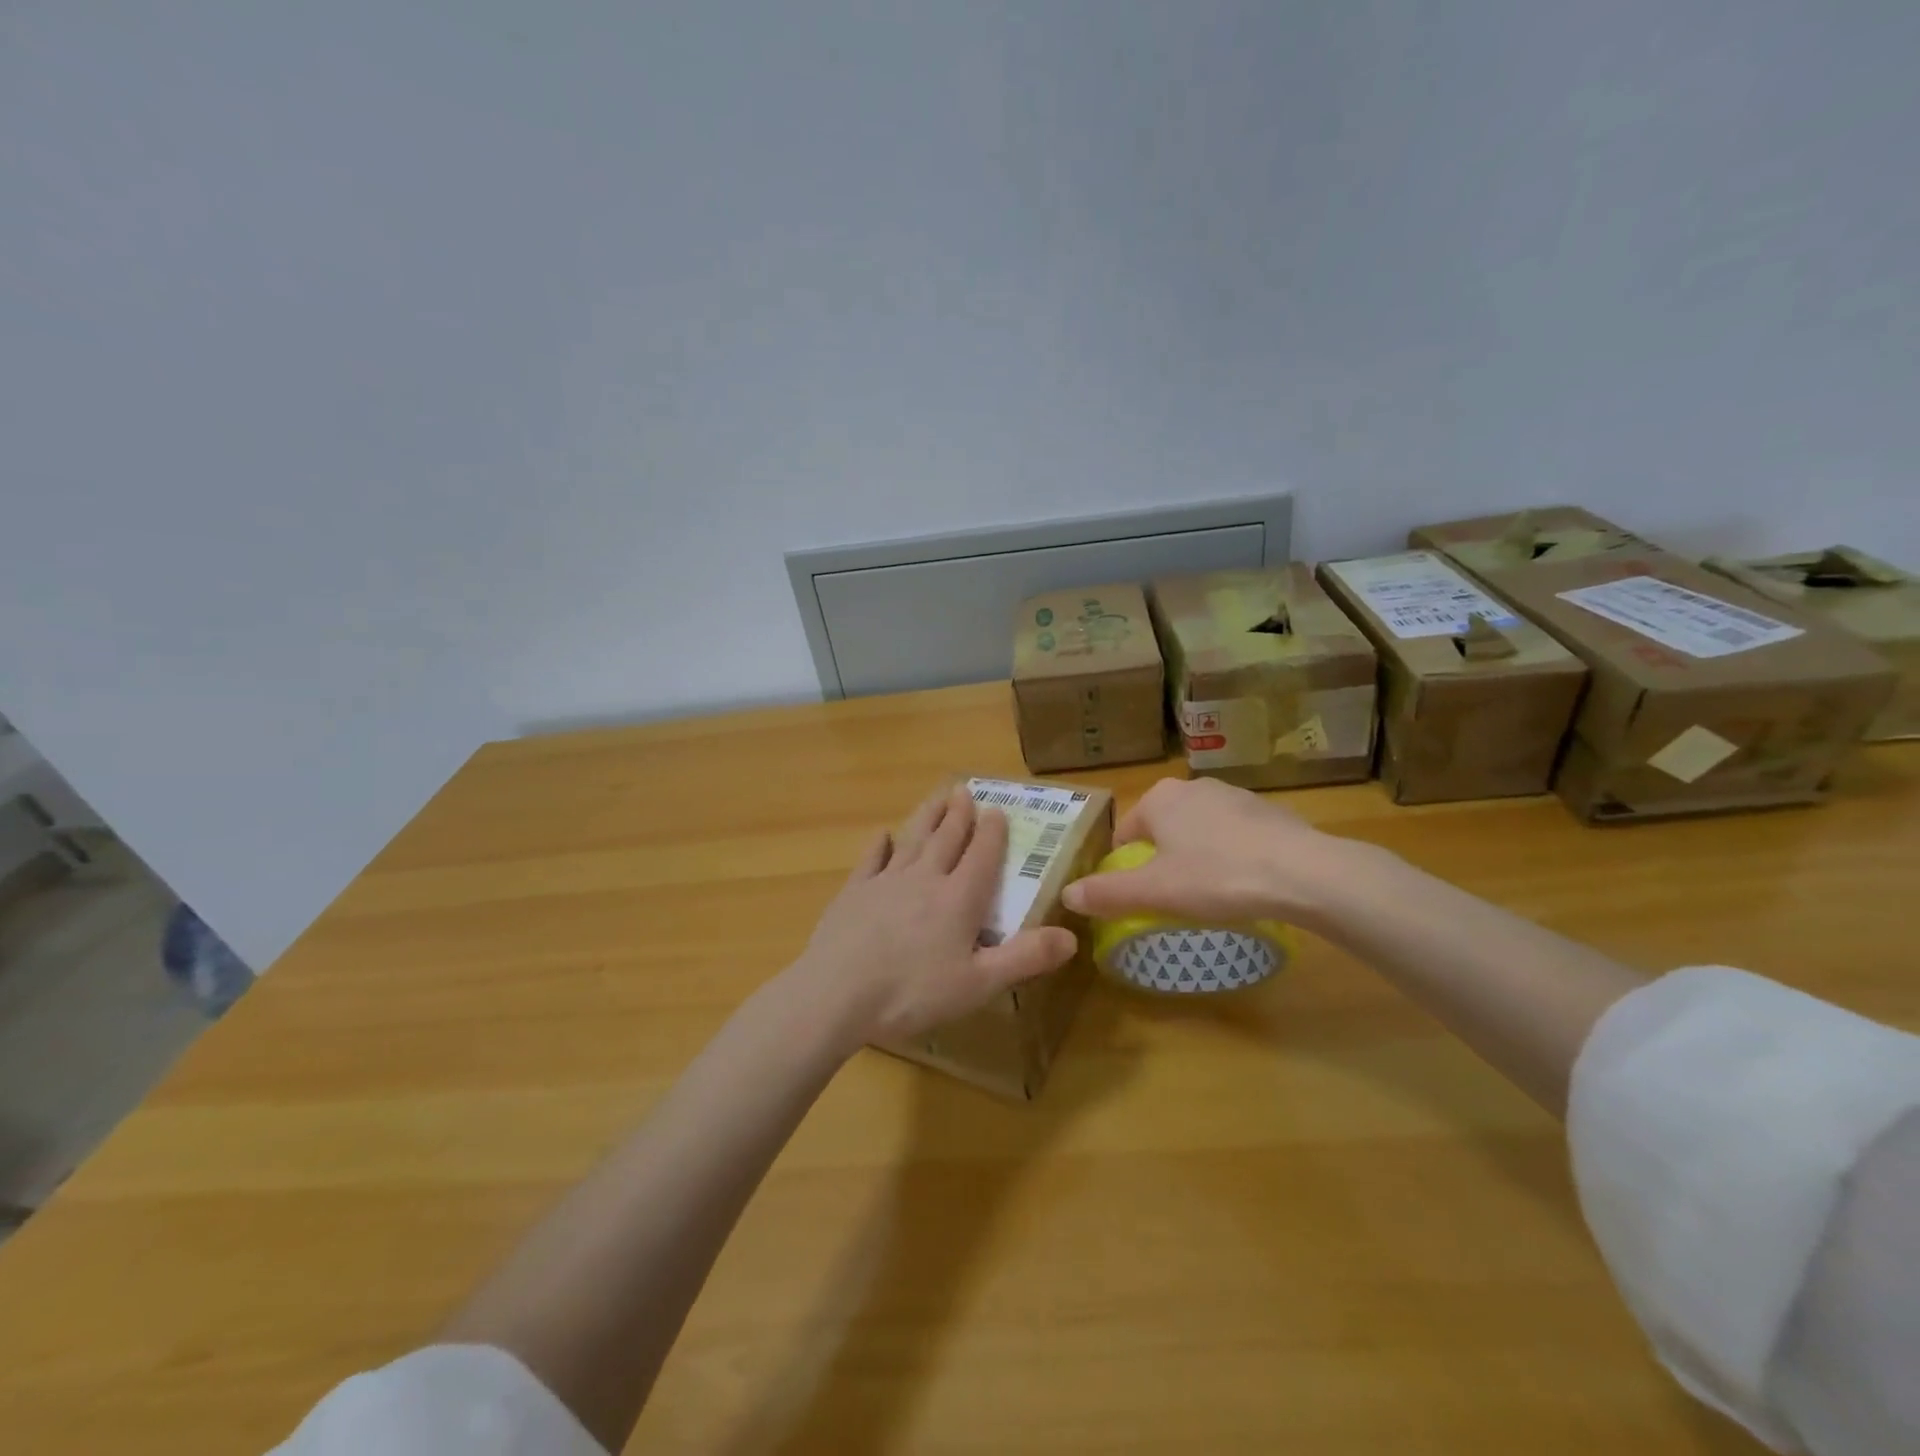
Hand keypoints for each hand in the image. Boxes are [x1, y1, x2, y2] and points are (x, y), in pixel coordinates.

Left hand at [793, 785, 1078, 1047]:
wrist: (837, 993)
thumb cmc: (913, 992)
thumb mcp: (978, 983)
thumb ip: (1025, 958)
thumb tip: (1071, 936)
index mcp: (959, 899)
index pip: (981, 856)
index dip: (992, 832)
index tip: (998, 810)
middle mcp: (925, 879)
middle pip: (946, 838)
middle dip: (959, 814)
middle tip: (964, 790)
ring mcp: (886, 881)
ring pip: (912, 839)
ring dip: (927, 817)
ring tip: (937, 798)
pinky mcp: (854, 892)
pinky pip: (871, 860)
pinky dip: (879, 845)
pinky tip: (882, 835)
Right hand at [1061, 777, 1380, 930]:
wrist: (1304, 873)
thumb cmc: (1217, 876)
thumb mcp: (1155, 892)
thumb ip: (1107, 892)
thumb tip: (1066, 894)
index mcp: (1159, 798)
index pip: (1125, 833)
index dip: (1125, 866)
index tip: (1137, 896)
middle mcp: (1193, 786)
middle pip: (1162, 829)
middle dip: (1162, 859)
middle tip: (1172, 898)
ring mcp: (1234, 795)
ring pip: (1199, 830)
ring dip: (1196, 856)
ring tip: (1209, 893)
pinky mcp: (1268, 811)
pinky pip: (1234, 835)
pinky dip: (1231, 855)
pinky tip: (1244, 884)